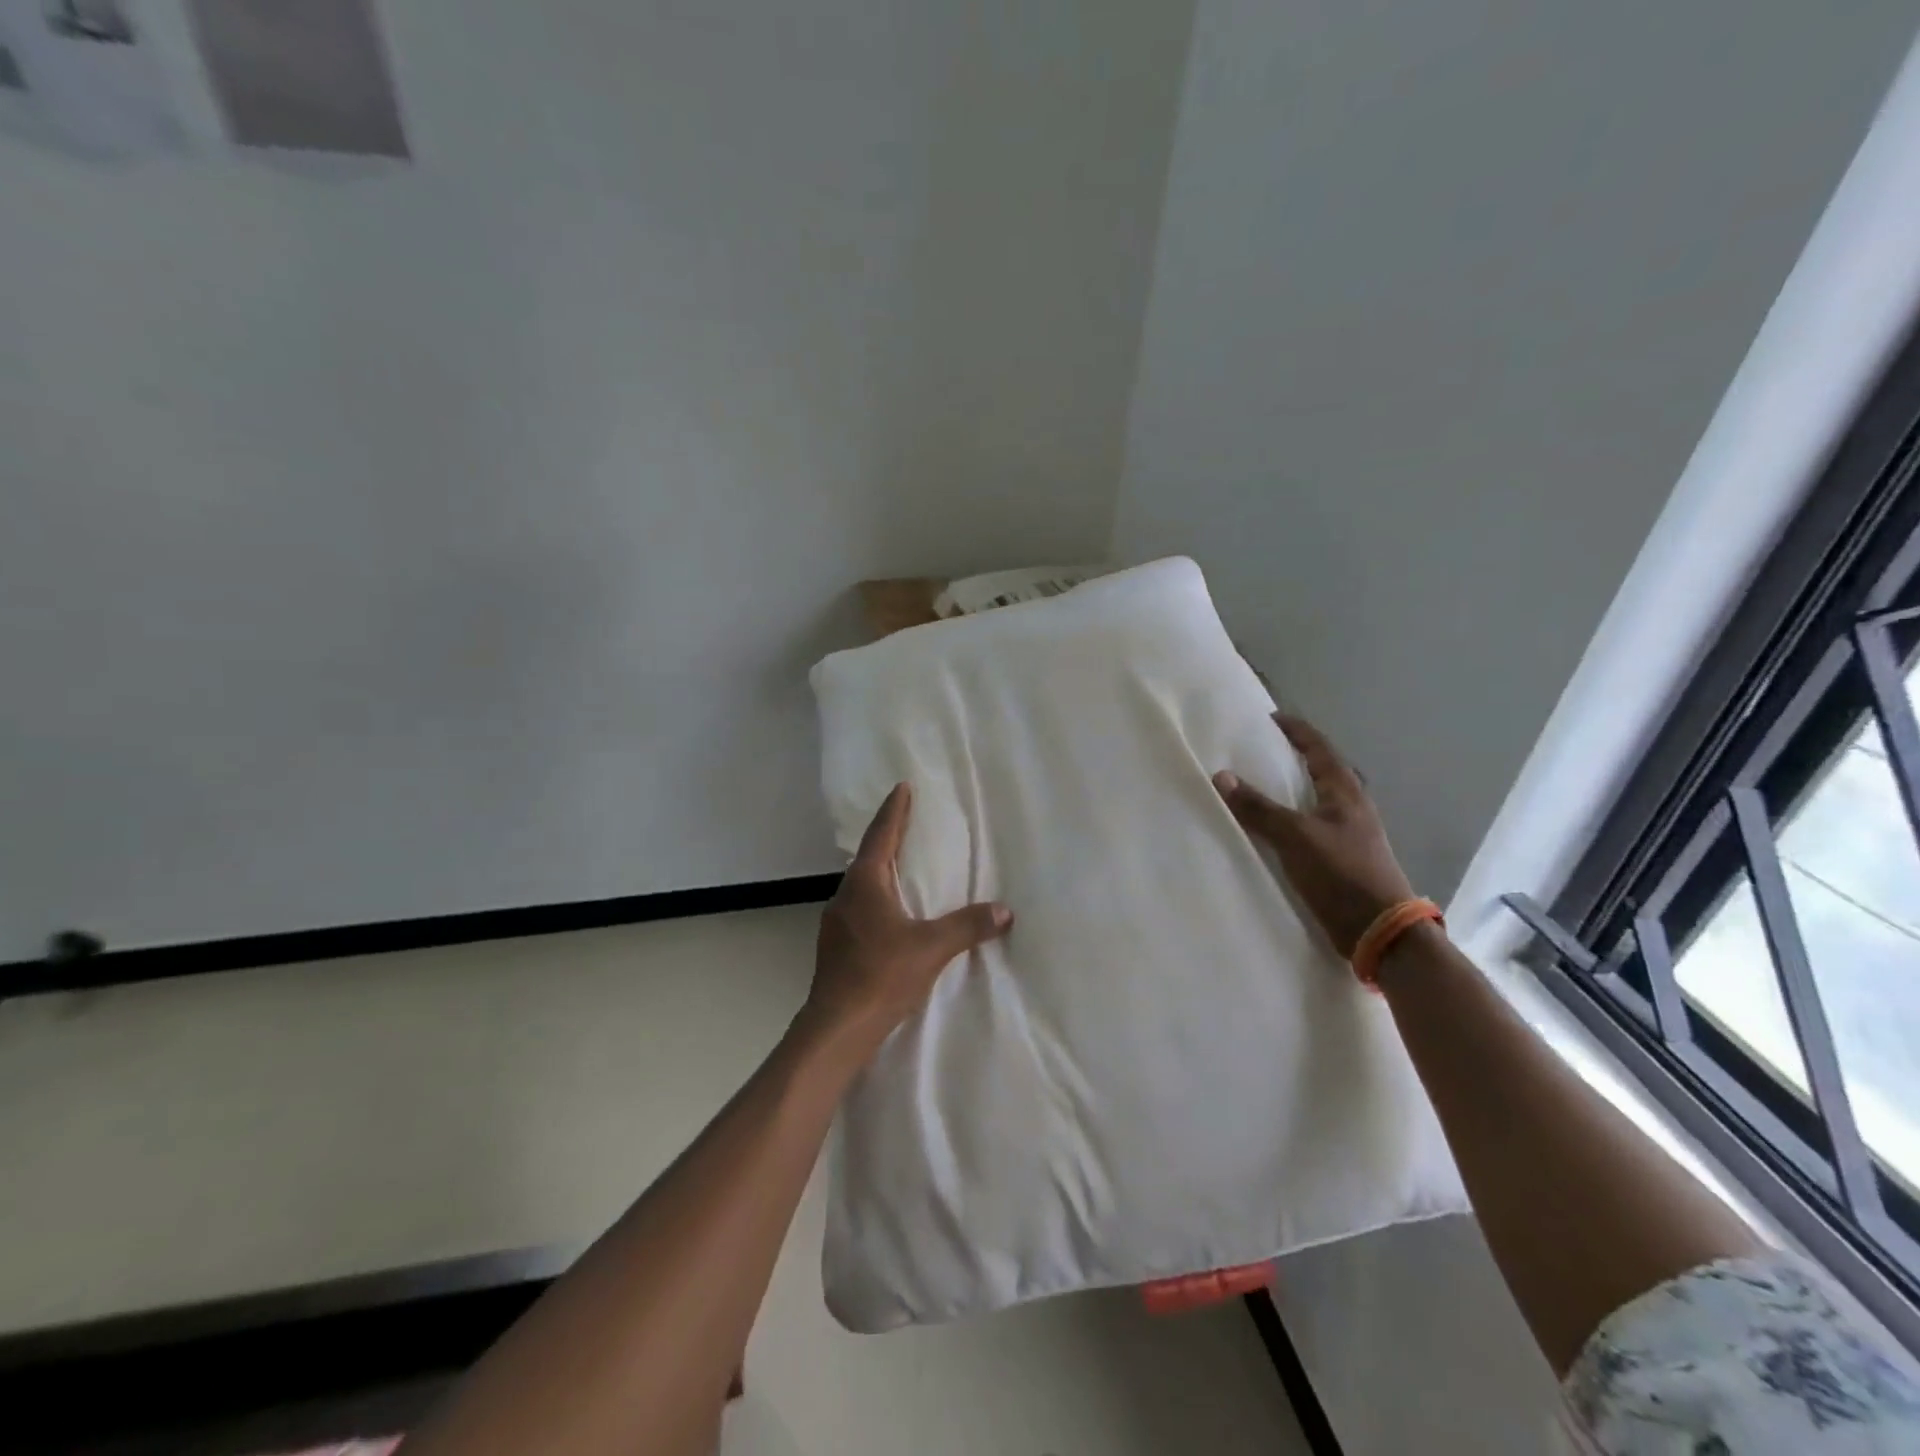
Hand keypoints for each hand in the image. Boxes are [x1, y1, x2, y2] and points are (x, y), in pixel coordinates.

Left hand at [804, 782, 1011, 1054]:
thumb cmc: (881, 975)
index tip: (902, 787)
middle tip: (909, 823)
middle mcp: (846, 895)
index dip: (895, 810)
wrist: (837, 1027)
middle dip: (888, 838)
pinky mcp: (836, 946)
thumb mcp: (931, 948)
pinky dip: (878, 899)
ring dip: (882, 871)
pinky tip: (891, 915)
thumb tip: (1004, 911)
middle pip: (869, 856)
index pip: (882, 835)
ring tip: (904, 868)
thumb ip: (968, 926)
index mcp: (865, 883)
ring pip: (862, 885)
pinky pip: (860, 908)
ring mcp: (836, 921)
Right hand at [1214, 714, 1413, 957]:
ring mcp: (1349, 833)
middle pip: (1322, 770)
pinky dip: (1291, 817)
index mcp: (1345, 792)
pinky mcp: (1342, 858)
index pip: (1319, 748)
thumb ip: (1258, 808)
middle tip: (1261, 750)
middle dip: (1294, 757)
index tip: (1271, 718)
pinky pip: (1311, 825)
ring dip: (1292, 788)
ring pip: (1317, 799)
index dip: (1296, 731)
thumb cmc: (1341, 874)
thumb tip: (1221, 776)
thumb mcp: (1295, 837)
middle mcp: (1351, 807)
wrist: (1380, 931)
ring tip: (1261, 785)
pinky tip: (1272, 828)